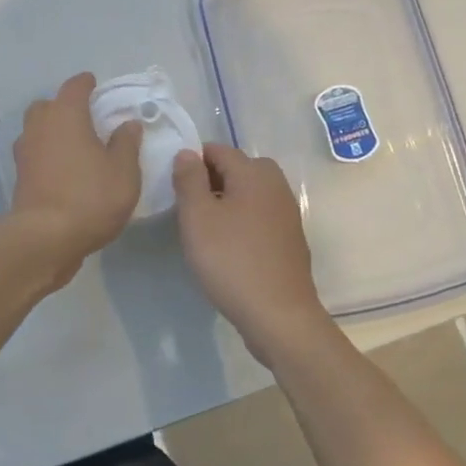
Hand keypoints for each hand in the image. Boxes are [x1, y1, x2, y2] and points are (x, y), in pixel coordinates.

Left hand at [10, 73, 143, 277]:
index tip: (94, 84)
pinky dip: (47, 154)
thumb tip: (128, 124)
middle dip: (64, 107)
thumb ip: (126, 144)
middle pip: (48, 106)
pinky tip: (63, 169)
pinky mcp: (19, 176)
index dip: (86, 83)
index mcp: (66, 115)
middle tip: (85, 118)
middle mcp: (40, 126)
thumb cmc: (90, 197)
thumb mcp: (123, 172)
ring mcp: (25, 152)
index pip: (74, 87)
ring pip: (37, 129)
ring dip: (52, 131)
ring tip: (74, 145)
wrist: (45, 238)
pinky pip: (34, 154)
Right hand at [172, 144, 329, 359]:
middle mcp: (275, 185)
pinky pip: (260, 215)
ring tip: (206, 228)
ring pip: (250, 192)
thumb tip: (187, 153)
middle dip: (212, 179)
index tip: (175, 187)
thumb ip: (189, 179)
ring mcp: (287, 213)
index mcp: (254, 173)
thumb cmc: (231, 260)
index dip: (193, 162)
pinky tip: (229, 246)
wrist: (279, 315)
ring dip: (227, 200)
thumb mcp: (197, 217)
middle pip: (238, 168)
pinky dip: (243, 220)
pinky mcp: (290, 238)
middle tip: (190, 207)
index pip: (218, 150)